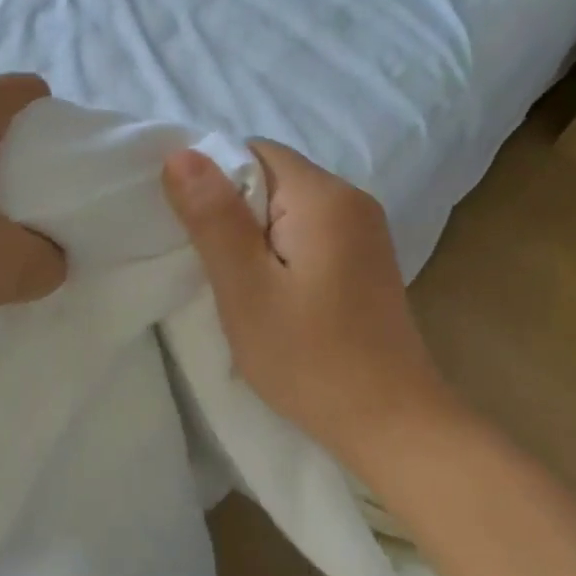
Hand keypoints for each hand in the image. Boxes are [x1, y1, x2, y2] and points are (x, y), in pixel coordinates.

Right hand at [162, 141, 449, 463]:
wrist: (393, 424)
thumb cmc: (310, 359)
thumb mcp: (245, 289)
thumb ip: (213, 217)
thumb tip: (181, 152)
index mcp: (324, 196)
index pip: (254, 152)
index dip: (215, 181)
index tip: (195, 230)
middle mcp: (352, 199)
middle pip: (273, 176)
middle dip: (234, 210)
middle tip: (214, 264)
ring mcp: (366, 230)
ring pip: (289, 206)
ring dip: (256, 234)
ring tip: (240, 283)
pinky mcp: (367, 258)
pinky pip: (310, 230)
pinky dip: (282, 250)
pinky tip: (276, 292)